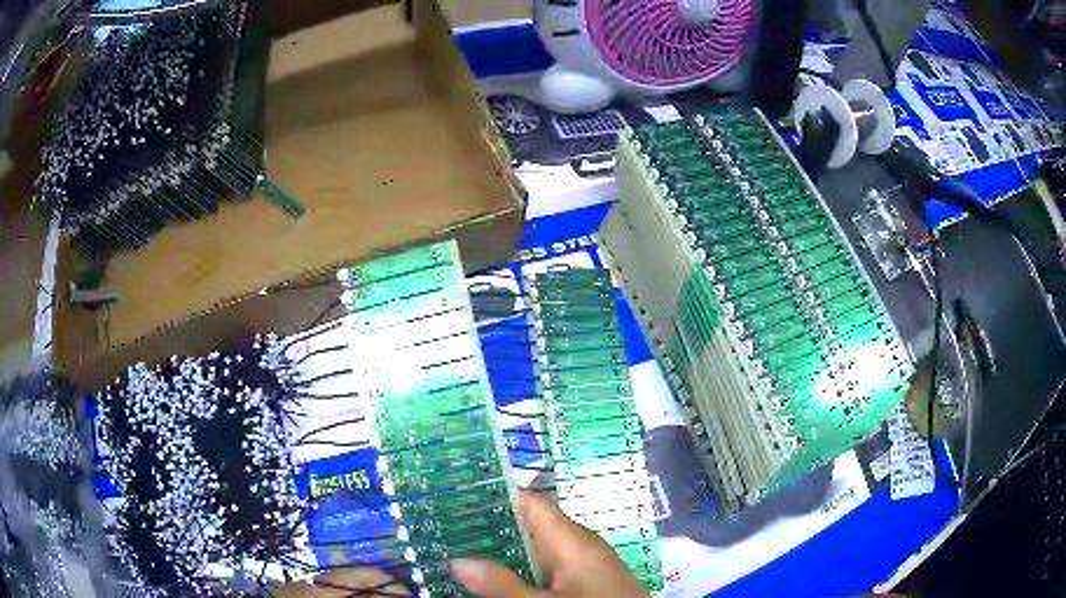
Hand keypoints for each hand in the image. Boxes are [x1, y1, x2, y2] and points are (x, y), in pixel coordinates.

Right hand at [450, 491, 647, 597]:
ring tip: (466, 556)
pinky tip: (505, 583)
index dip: (494, 496)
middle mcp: (584, 546)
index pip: (531, 503)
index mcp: (573, 541)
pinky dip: (528, 571)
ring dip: (508, 554)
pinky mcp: (595, 583)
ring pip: (542, 551)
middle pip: (533, 527)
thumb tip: (458, 561)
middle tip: (451, 533)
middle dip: (493, 530)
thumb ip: (501, 585)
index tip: (458, 499)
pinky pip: (556, 569)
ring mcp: (592, 565)